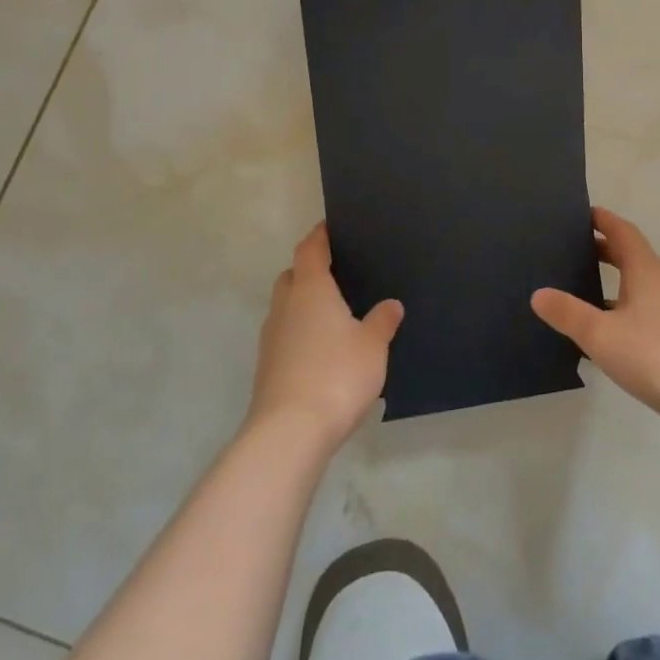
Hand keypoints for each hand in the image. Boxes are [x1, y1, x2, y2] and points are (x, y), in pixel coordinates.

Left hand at [248, 223, 402, 450]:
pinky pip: (286, 335)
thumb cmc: (336, 374)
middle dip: (309, 270)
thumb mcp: (373, 345)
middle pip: (292, 276)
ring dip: (304, 304)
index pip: (310, 249)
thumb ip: (383, 321)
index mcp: (310, 289)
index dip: (320, 235)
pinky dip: (301, 333)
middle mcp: (285, 306)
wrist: (290, 432)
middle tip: (337, 273)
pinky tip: (323, 349)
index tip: (331, 226)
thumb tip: (391, 305)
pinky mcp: (268, 367)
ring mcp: (272, 338)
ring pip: (287, 307)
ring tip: (334, 313)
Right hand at [531, 208, 659, 453]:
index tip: (577, 213)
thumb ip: (569, 313)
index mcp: (645, 270)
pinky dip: (615, 315)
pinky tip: (595, 336)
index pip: (622, 231)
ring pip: (633, 288)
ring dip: (607, 283)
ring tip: (572, 288)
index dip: (602, 219)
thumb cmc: (657, 355)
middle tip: (565, 248)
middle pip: (628, 256)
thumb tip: (538, 293)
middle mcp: (658, 285)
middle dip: (600, 249)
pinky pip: (636, 317)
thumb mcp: (602, 334)